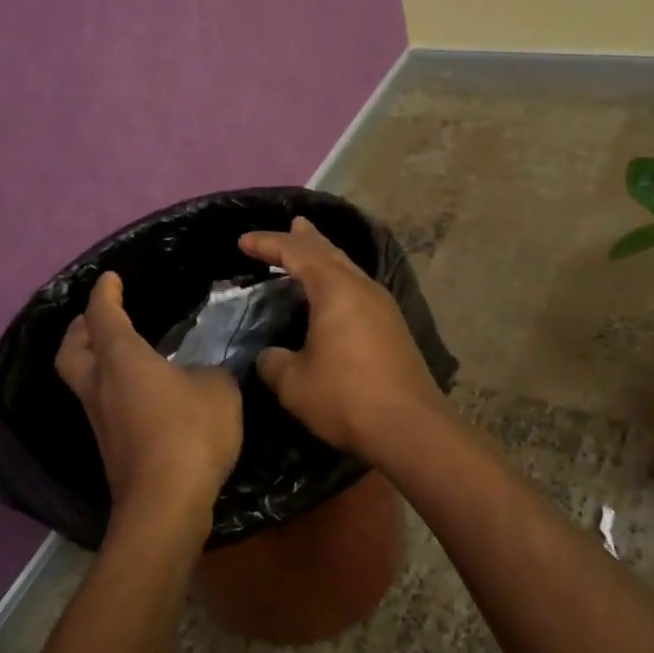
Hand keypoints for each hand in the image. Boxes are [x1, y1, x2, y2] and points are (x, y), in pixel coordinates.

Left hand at [55, 272, 242, 527]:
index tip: (110, 278)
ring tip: (119, 352)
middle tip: (98, 317)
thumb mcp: (218, 389)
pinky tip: (140, 392)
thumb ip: (209, 372)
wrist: (166, 503)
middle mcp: (100, 385)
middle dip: (80, 327)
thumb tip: (200, 376)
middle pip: (72, 348)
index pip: (102, 314)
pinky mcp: (110, 447)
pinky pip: (102, 404)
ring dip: (93, 359)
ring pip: (82, 379)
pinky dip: (111, 388)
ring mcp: (99, 420)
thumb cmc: (191, 432)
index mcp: (121, 358)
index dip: (105, 292)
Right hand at [238, 217, 446, 462]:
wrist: (410, 428)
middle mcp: (363, 289)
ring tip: (312, 251)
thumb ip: (274, 362)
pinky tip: (335, 297)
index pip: (296, 253)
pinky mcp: (393, 329)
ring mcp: (383, 308)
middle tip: (293, 224)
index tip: (243, 242)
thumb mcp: (293, 383)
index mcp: (336, 289)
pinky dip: (338, 282)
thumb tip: (272, 356)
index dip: (268, 244)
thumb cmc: (346, 398)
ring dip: (326, 258)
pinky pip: (358, 291)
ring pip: (348, 270)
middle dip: (306, 239)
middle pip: (330, 253)